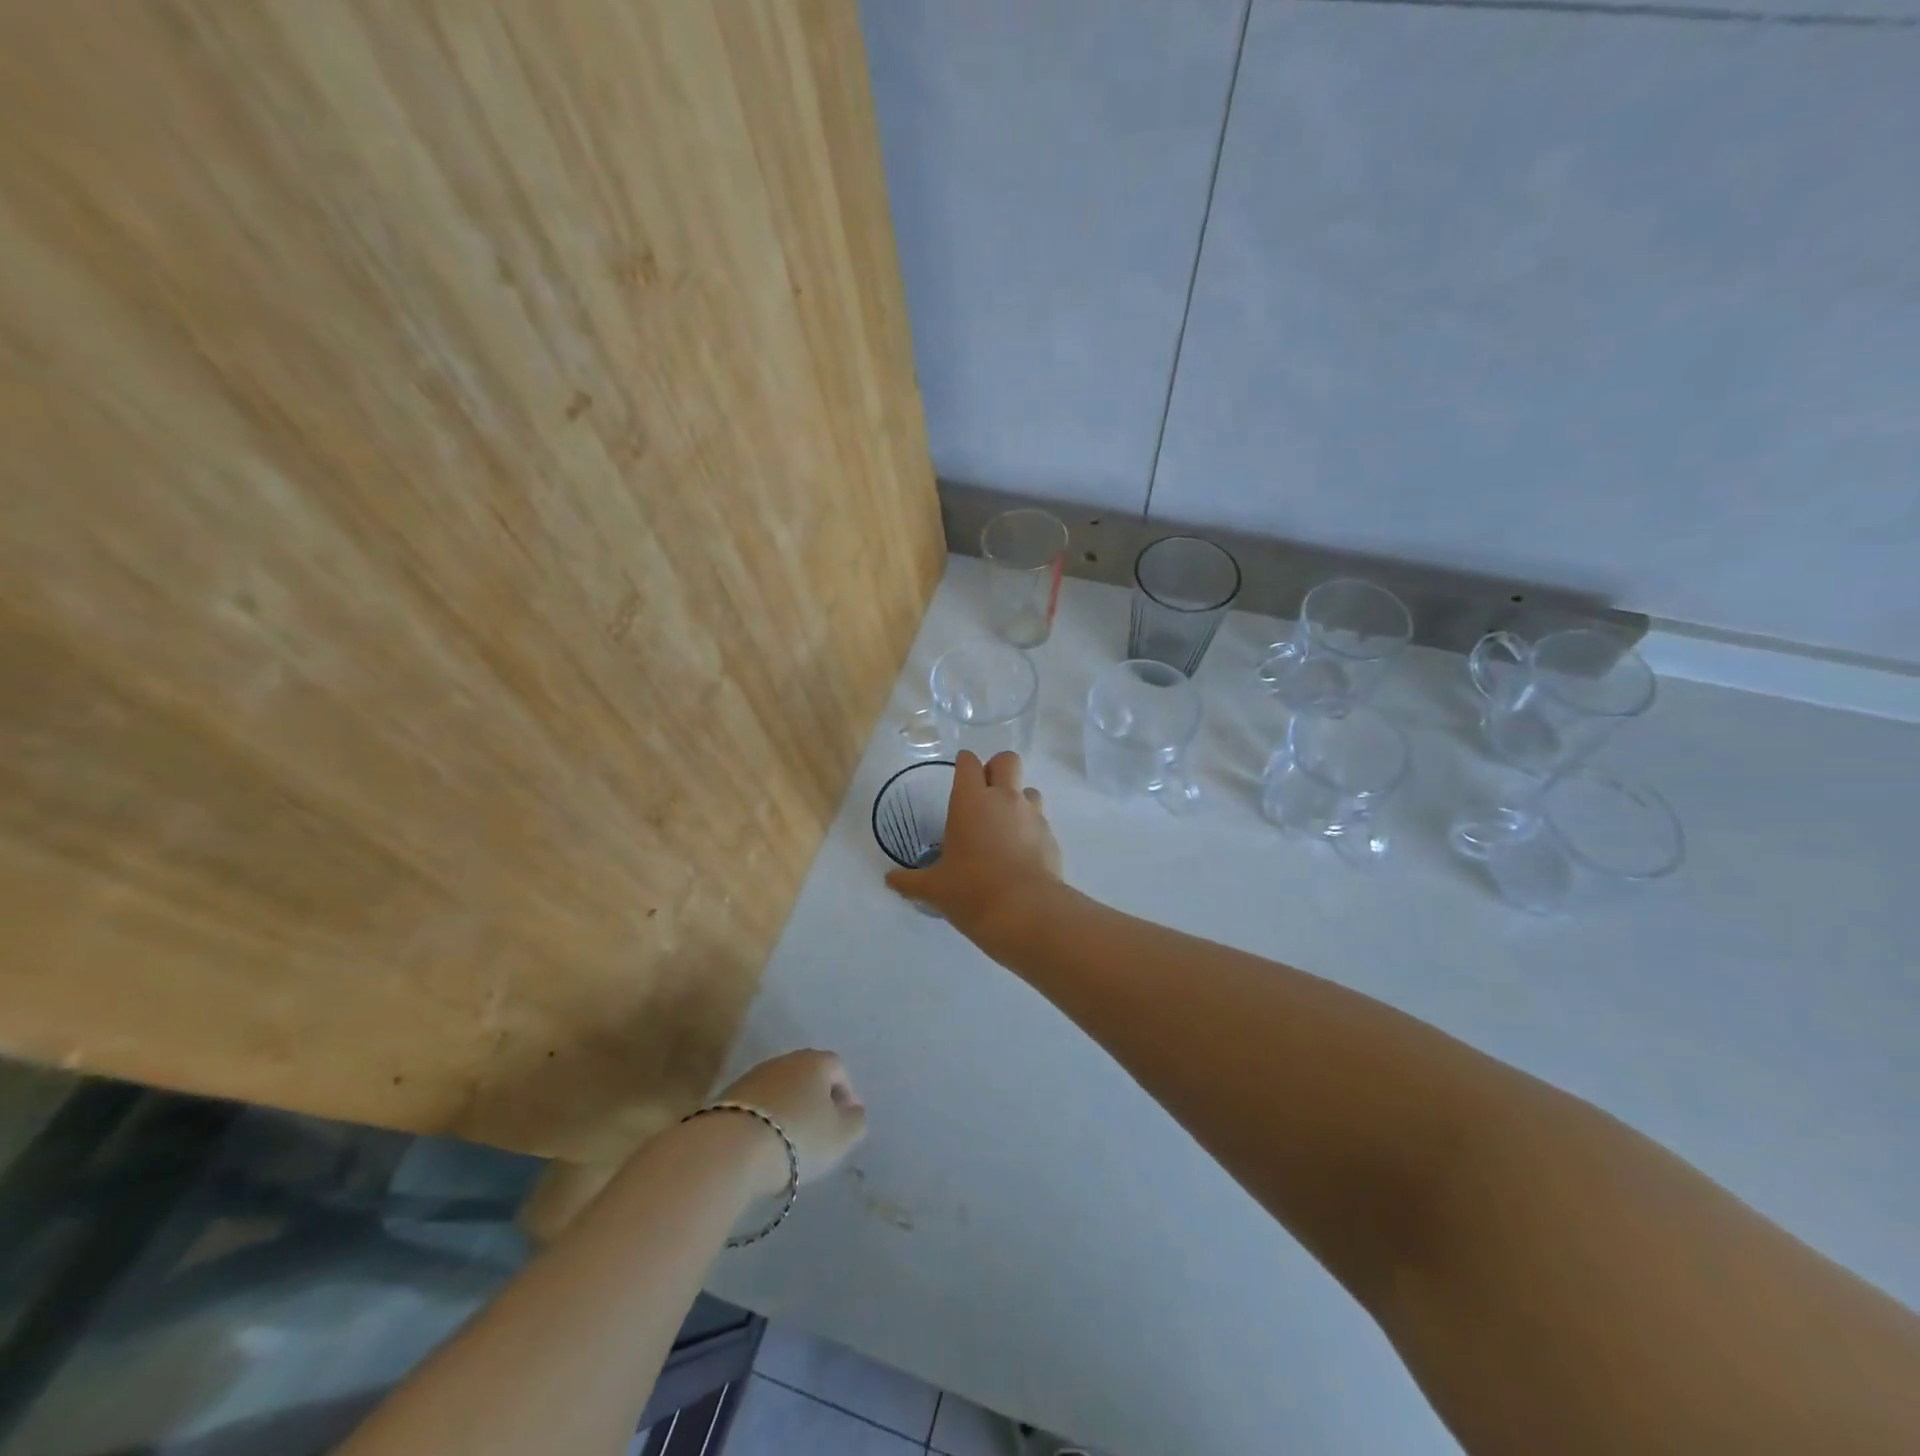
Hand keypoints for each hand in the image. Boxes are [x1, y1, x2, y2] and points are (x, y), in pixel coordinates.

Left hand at [714, 1049, 866, 1193]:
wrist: (731, 1148)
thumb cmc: (798, 1137)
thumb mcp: (841, 1136)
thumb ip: (856, 1121)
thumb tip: (853, 1111)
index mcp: (816, 1061)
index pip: (839, 1068)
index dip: (846, 1094)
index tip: (845, 1123)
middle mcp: (785, 1060)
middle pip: (808, 1077)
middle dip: (816, 1101)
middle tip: (819, 1133)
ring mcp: (753, 1076)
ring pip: (781, 1091)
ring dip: (788, 1111)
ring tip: (789, 1145)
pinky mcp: (727, 1097)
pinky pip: (757, 1107)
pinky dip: (764, 1122)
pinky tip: (763, 1147)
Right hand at [885, 750, 1061, 950]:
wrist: (1026, 911)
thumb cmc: (971, 891)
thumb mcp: (934, 888)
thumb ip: (910, 881)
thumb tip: (889, 881)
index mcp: (970, 801)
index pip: (968, 763)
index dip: (964, 764)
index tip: (959, 774)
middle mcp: (1004, 798)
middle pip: (1007, 760)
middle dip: (997, 768)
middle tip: (985, 793)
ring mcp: (1032, 815)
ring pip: (1029, 789)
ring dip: (1018, 798)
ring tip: (1005, 825)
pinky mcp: (1051, 836)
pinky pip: (1041, 820)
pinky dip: (1031, 829)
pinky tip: (1021, 854)